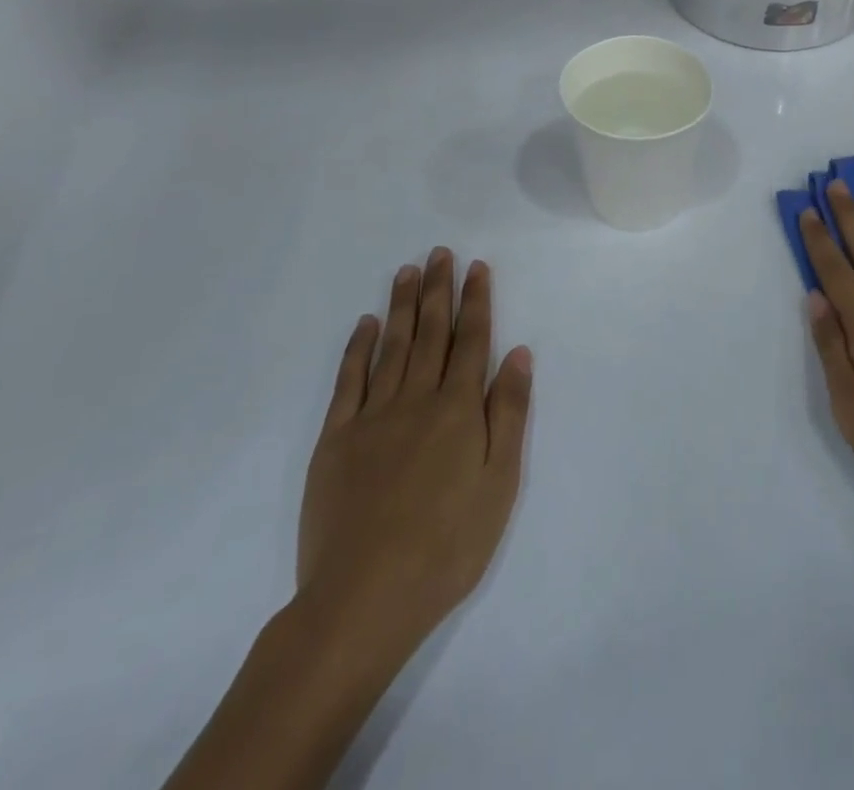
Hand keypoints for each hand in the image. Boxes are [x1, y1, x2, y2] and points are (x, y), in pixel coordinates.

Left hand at [295, 248, 533, 665]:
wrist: (363, 599)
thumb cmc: (447, 546)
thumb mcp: (499, 484)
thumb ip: (508, 413)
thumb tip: (517, 353)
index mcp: (458, 410)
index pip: (471, 341)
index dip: (475, 301)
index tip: (476, 267)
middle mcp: (416, 400)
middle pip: (431, 333)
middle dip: (438, 290)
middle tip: (439, 253)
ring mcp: (372, 417)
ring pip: (391, 347)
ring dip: (401, 306)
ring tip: (407, 271)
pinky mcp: (336, 440)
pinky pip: (349, 381)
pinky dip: (358, 348)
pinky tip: (365, 324)